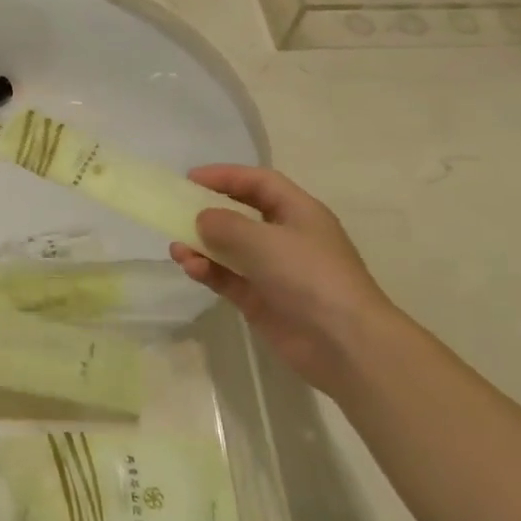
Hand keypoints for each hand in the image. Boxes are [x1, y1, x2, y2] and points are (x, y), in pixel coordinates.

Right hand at [169, 165, 399, 396]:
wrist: (344, 344)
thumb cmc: (310, 276)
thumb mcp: (264, 240)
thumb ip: (226, 224)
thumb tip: (202, 218)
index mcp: (299, 213)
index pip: (259, 183)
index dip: (226, 176)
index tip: (190, 178)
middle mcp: (287, 238)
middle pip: (242, 214)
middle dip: (209, 212)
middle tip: (176, 212)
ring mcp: (274, 271)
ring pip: (230, 249)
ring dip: (202, 246)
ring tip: (177, 249)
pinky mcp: (262, 301)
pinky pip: (228, 278)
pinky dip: (209, 272)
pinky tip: (191, 268)